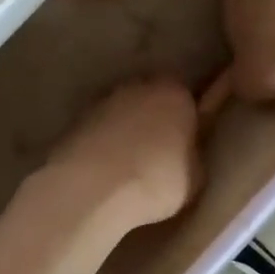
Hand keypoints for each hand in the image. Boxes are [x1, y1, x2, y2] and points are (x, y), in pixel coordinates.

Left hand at [45, 78, 202, 228]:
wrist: (95, 187)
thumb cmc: (157, 181)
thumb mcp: (195, 176)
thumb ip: (192, 154)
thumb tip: (185, 152)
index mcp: (176, 94)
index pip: (187, 99)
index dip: (187, 122)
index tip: (185, 143)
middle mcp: (141, 86)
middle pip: (153, 98)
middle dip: (156, 119)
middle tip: (159, 153)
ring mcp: (106, 99)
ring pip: (124, 111)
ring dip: (127, 129)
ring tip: (128, 163)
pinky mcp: (78, 117)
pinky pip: (100, 127)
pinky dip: (104, 141)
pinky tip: (105, 167)